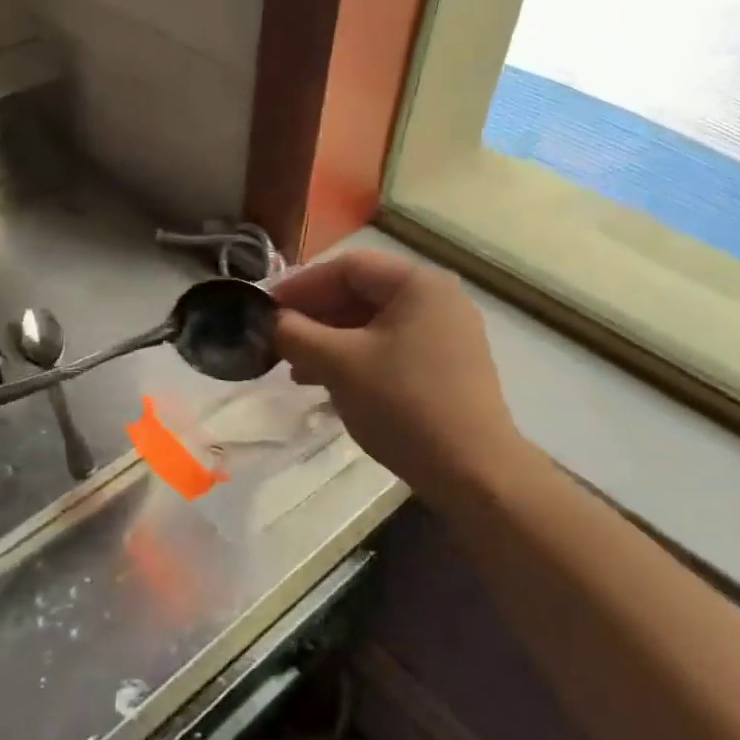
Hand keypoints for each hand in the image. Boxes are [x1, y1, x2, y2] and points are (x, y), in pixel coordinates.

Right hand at [273, 252, 522, 498]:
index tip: (266, 308)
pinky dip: (356, 358)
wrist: (473, 472)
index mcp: (418, 284)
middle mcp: (437, 299)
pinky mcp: (447, 366)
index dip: (301, 285)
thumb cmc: (403, 404)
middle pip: (361, 293)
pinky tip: (329, 383)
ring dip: (330, 341)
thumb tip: (271, 321)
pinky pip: (390, 347)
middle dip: (315, 316)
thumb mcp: (338, 364)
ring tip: (296, 369)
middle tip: (278, 339)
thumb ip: (295, 334)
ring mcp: (446, 333)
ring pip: (373, 323)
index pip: (347, 267)